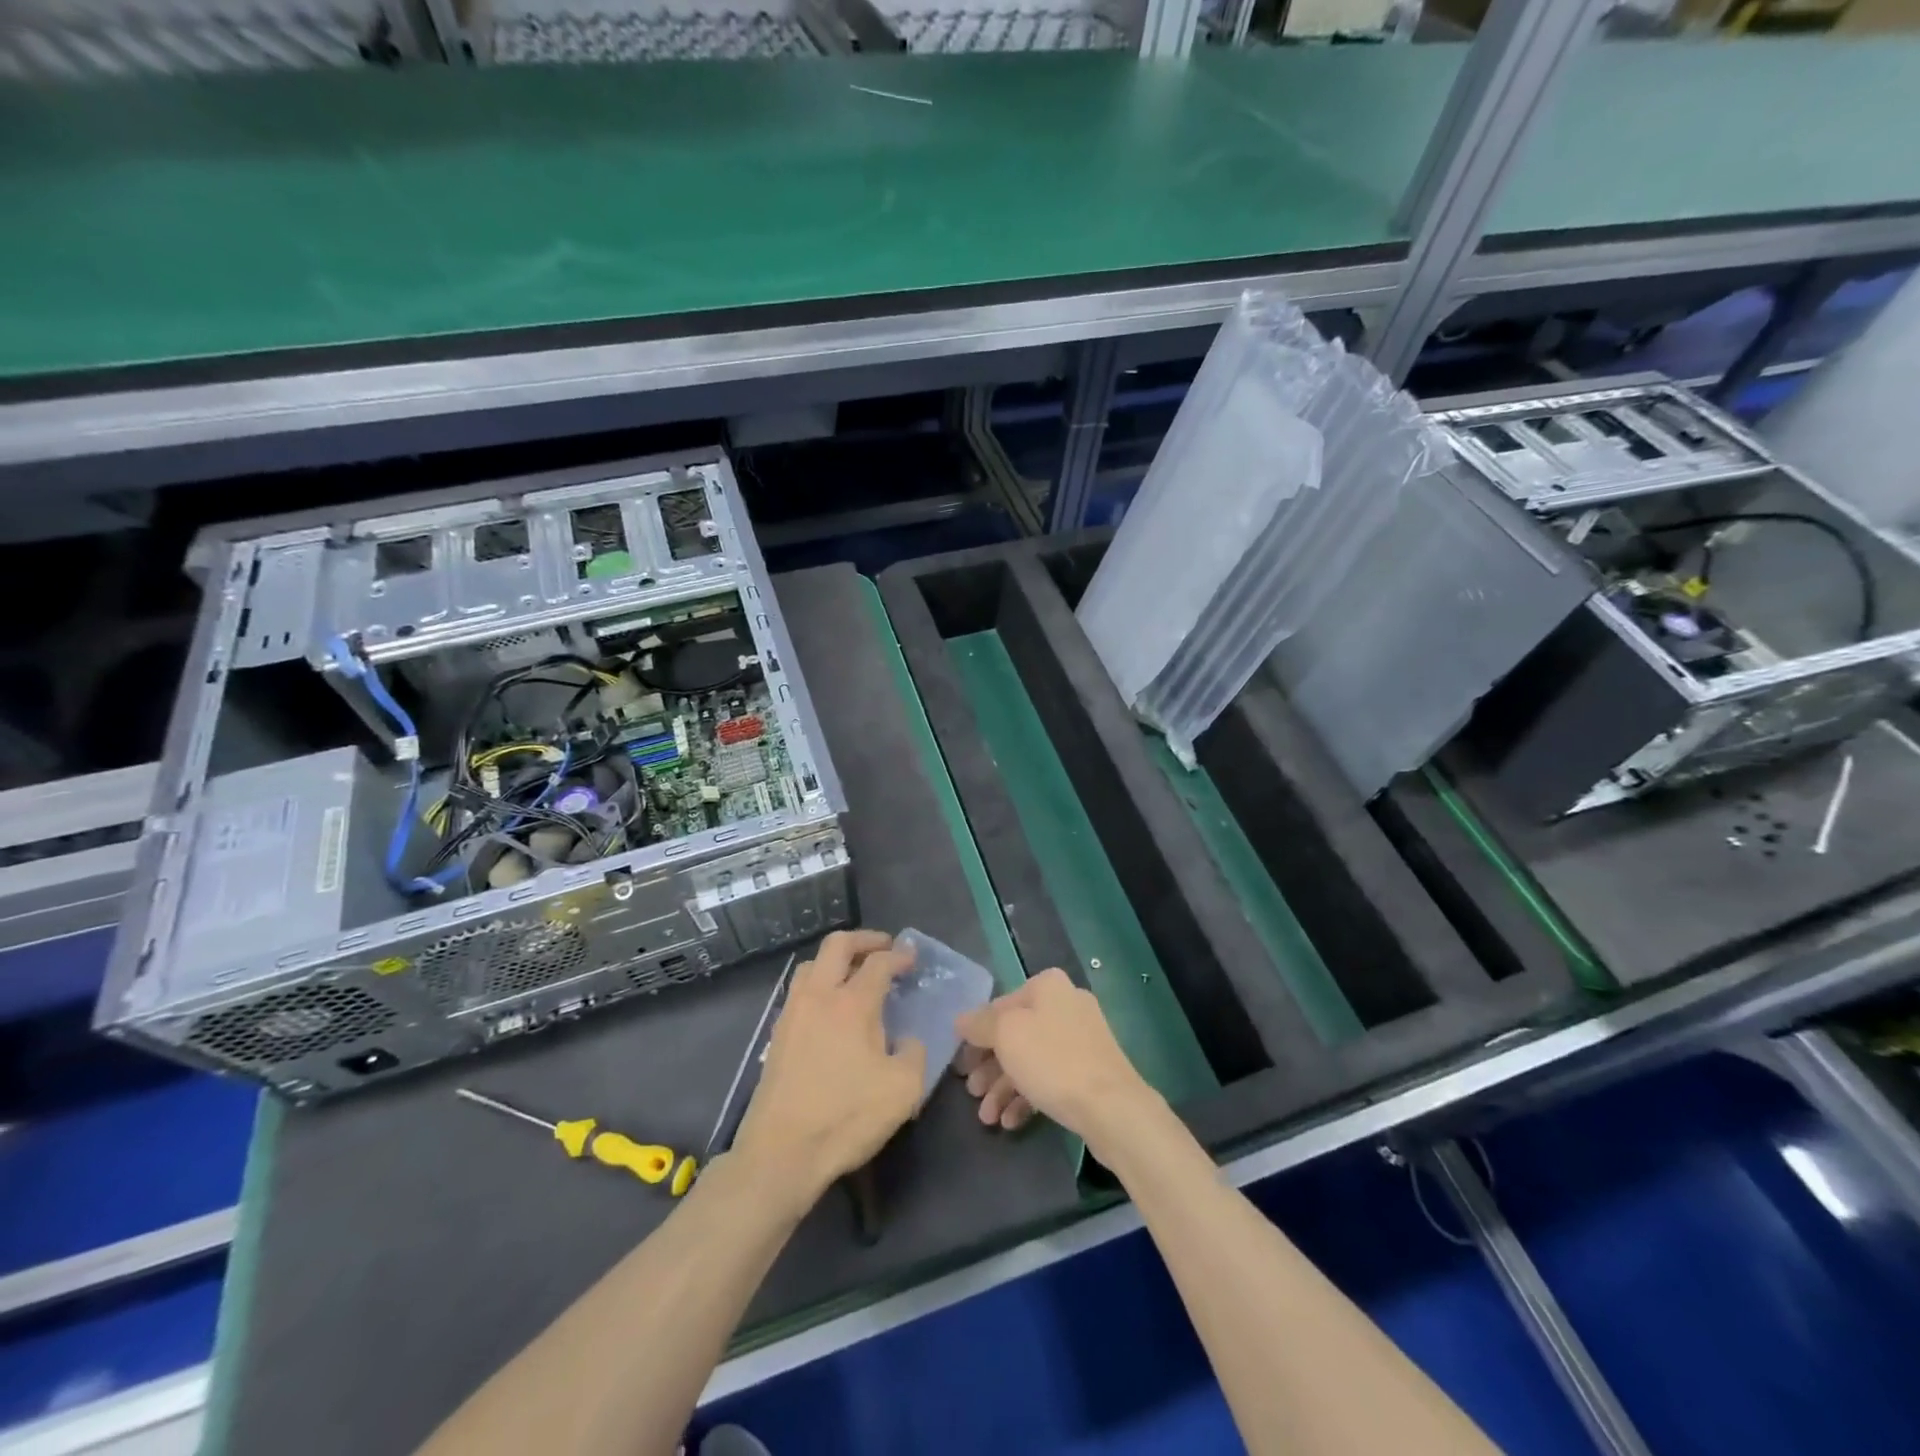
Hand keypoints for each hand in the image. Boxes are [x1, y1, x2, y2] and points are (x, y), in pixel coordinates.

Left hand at [730, 929, 926, 1213]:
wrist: (781, 1153)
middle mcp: (819, 996)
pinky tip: (831, 1009)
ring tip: (855, 974)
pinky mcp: (777, 1035)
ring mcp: (793, 1013)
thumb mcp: (903, 1089)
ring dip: (836, 959)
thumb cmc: (846, 1117)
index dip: (900, 955)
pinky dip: (819, 983)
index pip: (879, 962)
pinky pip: (800, 990)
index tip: (913, 958)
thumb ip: (914, 1053)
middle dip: (865, 939)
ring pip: (812, 964)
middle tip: (885, 948)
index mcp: (852, 1003)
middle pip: (837, 945)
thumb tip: (906, 1040)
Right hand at [954, 968, 1155, 1146]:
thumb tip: (961, 1020)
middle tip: (971, 1093)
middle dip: (990, 1067)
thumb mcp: (1005, 1035)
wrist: (1112, 1107)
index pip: (999, 1006)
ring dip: (1004, 1087)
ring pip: (1030, 1060)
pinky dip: (1027, 1097)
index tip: (962, 1064)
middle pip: (1015, 1035)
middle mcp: (1065, 1005)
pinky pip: (1049, 1078)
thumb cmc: (1052, 1061)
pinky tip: (1010, 1122)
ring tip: (987, 1118)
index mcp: (1047, 986)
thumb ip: (979, 1024)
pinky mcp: (1089, 1071)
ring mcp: (1080, 1039)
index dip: (976, 1036)